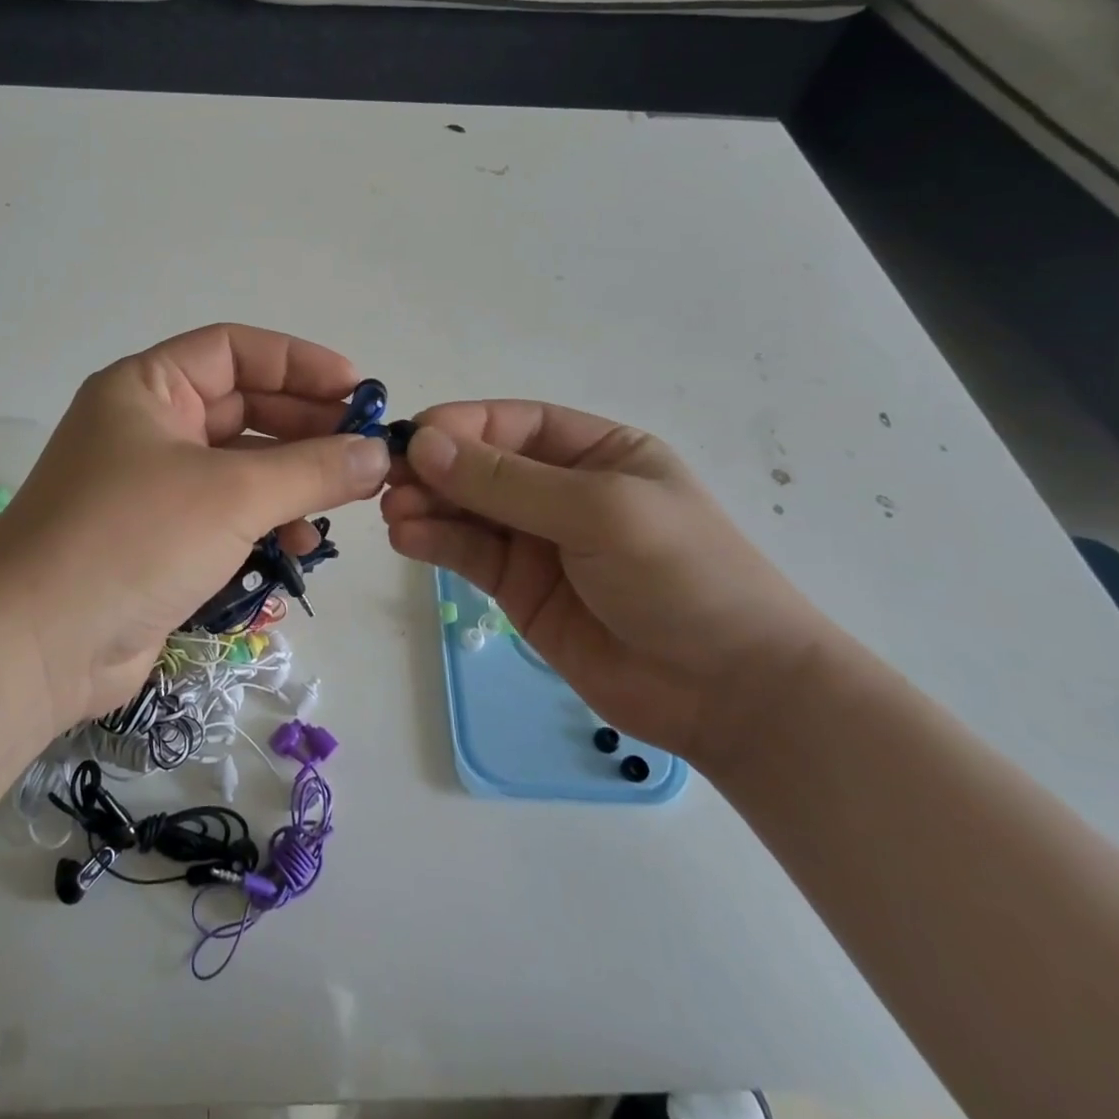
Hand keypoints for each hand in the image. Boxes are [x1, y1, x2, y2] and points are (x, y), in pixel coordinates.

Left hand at [0, 325, 390, 732]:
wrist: (37, 645)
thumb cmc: (131, 539)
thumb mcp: (231, 494)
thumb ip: (311, 470)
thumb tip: (378, 454)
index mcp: (148, 387)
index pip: (234, 350)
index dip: (298, 363)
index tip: (357, 389)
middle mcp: (149, 426)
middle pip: (243, 407)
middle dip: (306, 425)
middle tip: (365, 449)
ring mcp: (153, 484)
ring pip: (240, 464)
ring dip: (293, 478)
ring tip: (344, 499)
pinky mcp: (161, 538)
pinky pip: (228, 512)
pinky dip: (267, 521)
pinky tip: (302, 545)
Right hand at [382, 402, 845, 770]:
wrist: (731, 693)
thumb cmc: (682, 577)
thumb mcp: (600, 511)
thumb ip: (508, 481)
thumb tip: (423, 444)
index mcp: (595, 451)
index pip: (512, 424)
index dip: (460, 426)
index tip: (411, 438)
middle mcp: (560, 489)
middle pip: (480, 466)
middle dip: (434, 469)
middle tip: (387, 481)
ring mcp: (537, 540)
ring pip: (466, 510)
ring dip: (426, 505)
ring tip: (392, 513)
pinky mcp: (519, 588)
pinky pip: (467, 554)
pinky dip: (434, 542)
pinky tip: (406, 538)